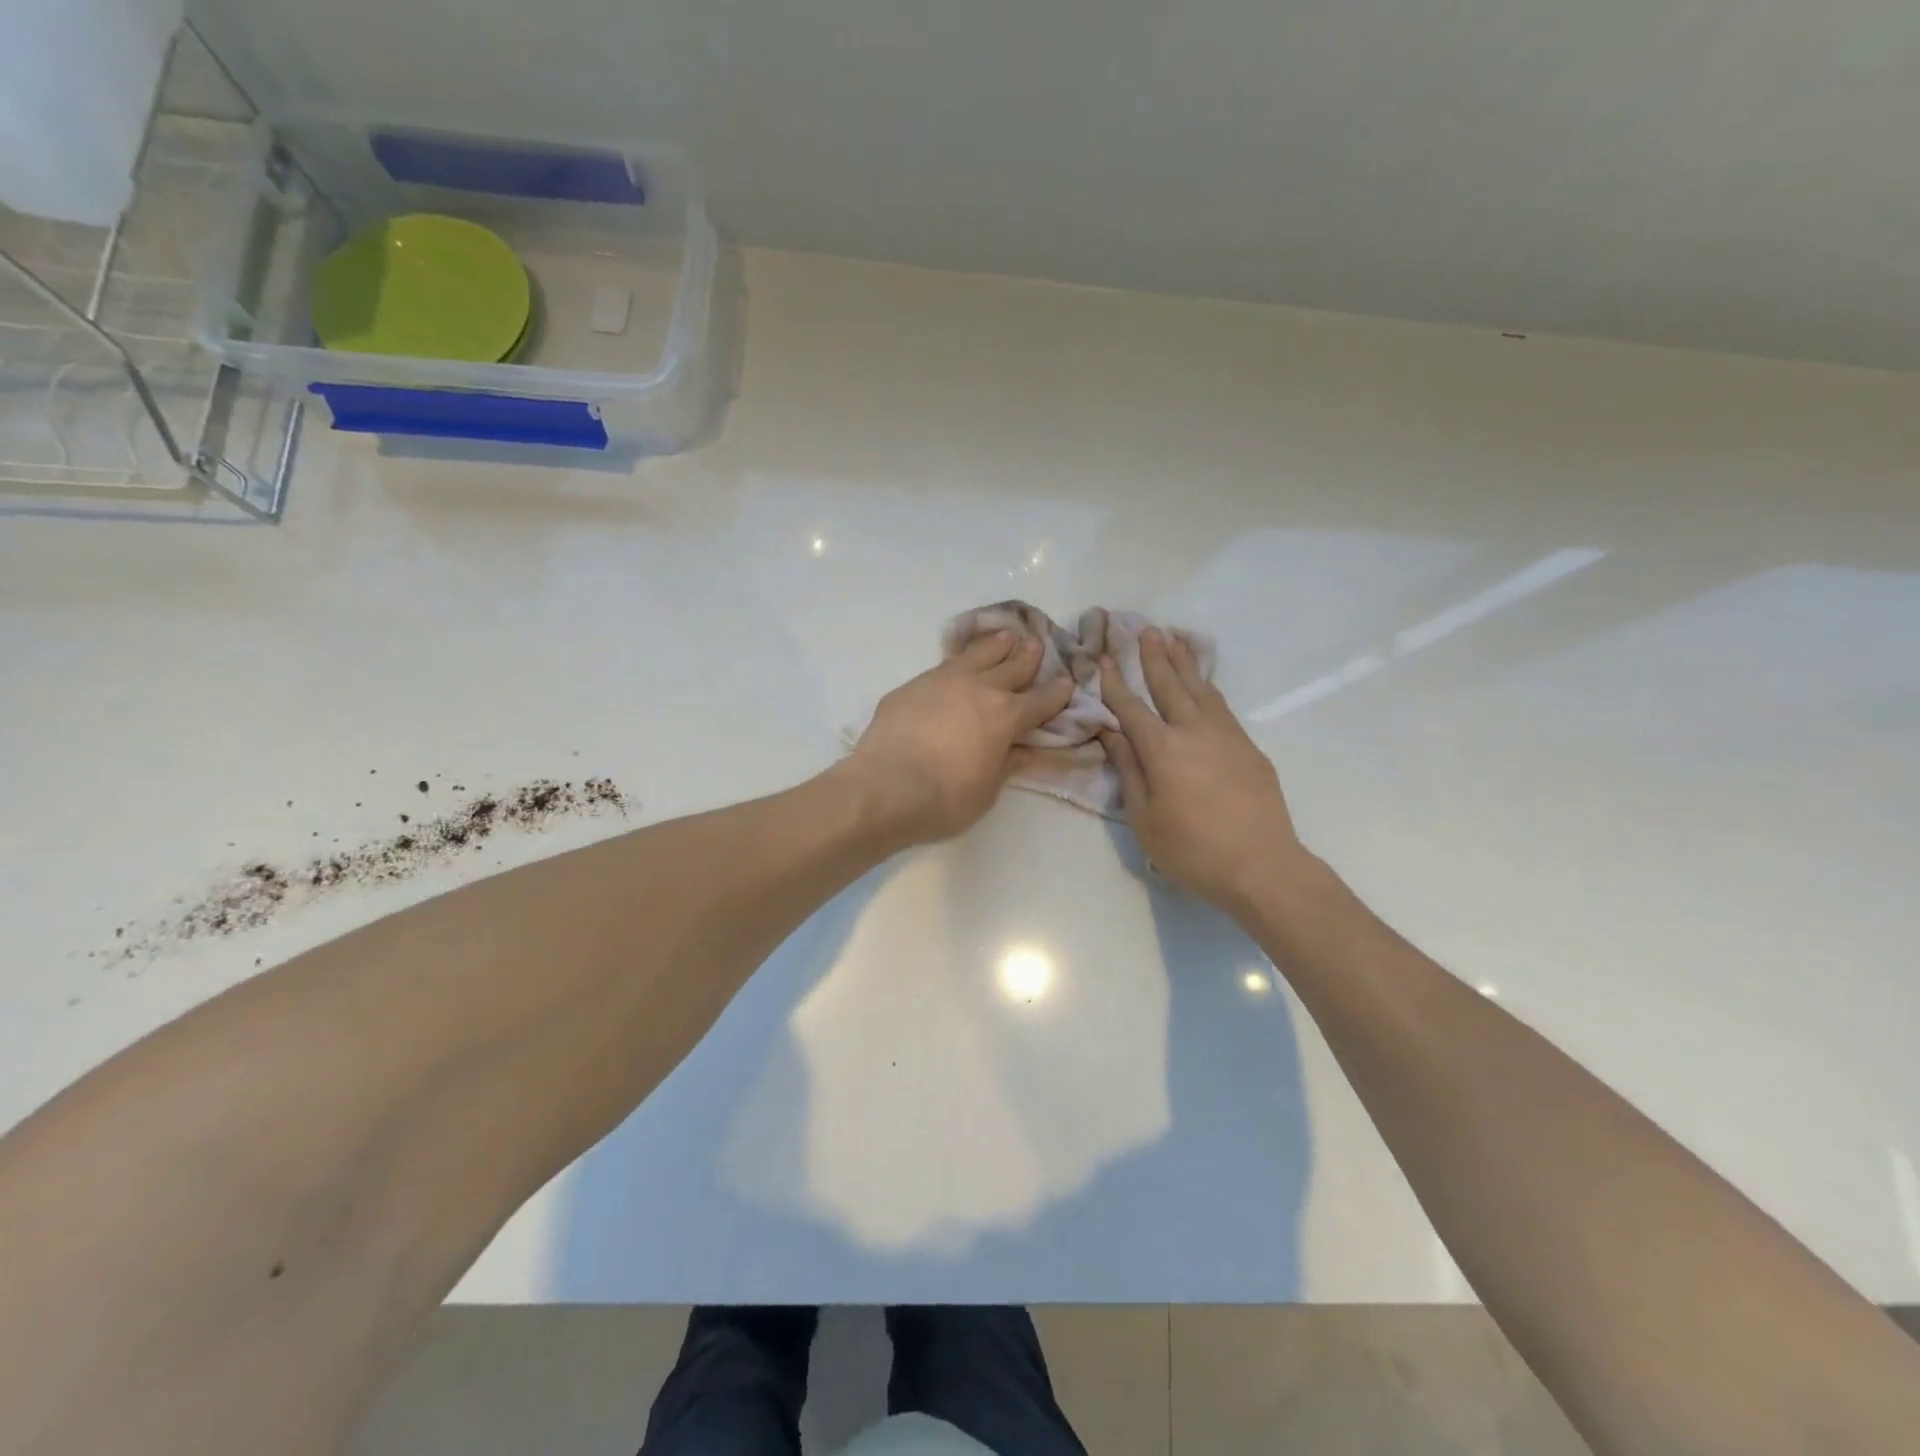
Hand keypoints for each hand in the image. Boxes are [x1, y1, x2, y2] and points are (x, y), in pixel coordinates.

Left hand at [849, 631, 1075, 846]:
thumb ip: (1007, 764)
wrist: (884, 788)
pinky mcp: (913, 685)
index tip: (1067, 682)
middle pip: (1012, 666)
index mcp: (1006, 717)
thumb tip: (1026, 751)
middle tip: (1038, 644)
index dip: (1057, 693)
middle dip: (1029, 656)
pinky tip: (958, 663)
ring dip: (996, 646)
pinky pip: (944, 665)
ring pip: (977, 655)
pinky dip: (959, 661)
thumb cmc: (944, 799)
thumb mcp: (988, 791)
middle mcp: (979, 689)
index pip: (1041, 701)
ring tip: (1006, 637)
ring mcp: (943, 681)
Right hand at [1099, 631, 1307, 911]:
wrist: (1261, 865)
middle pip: (1169, 685)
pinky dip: (1207, 687)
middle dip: (1153, 657)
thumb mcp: (1144, 817)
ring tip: (1174, 639)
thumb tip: (1111, 733)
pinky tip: (1203, 683)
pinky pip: (1221, 705)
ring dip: (1184, 662)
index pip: (1131, 707)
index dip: (1115, 683)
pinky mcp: (1248, 746)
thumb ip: (1128, 770)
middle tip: (1145, 630)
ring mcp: (1226, 735)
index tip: (1104, 659)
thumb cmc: (1191, 849)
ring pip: (1200, 688)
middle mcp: (1193, 731)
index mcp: (1161, 749)